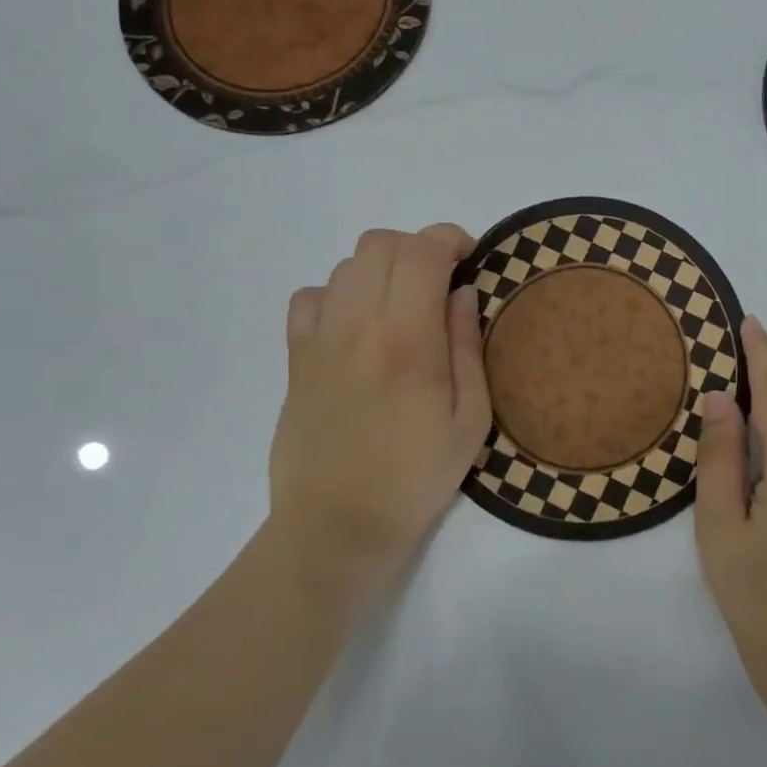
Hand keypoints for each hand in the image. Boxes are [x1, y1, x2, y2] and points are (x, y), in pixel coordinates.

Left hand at [265, 224, 490, 599]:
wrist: (336, 528)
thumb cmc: (415, 480)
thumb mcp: (469, 422)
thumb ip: (467, 347)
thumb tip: (463, 291)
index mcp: (407, 341)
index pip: (422, 251)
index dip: (451, 239)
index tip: (471, 258)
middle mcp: (357, 326)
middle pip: (380, 244)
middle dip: (418, 248)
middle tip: (441, 282)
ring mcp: (319, 341)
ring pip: (346, 265)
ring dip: (382, 270)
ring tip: (402, 306)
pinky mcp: (295, 360)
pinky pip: (310, 298)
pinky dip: (338, 294)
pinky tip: (356, 326)